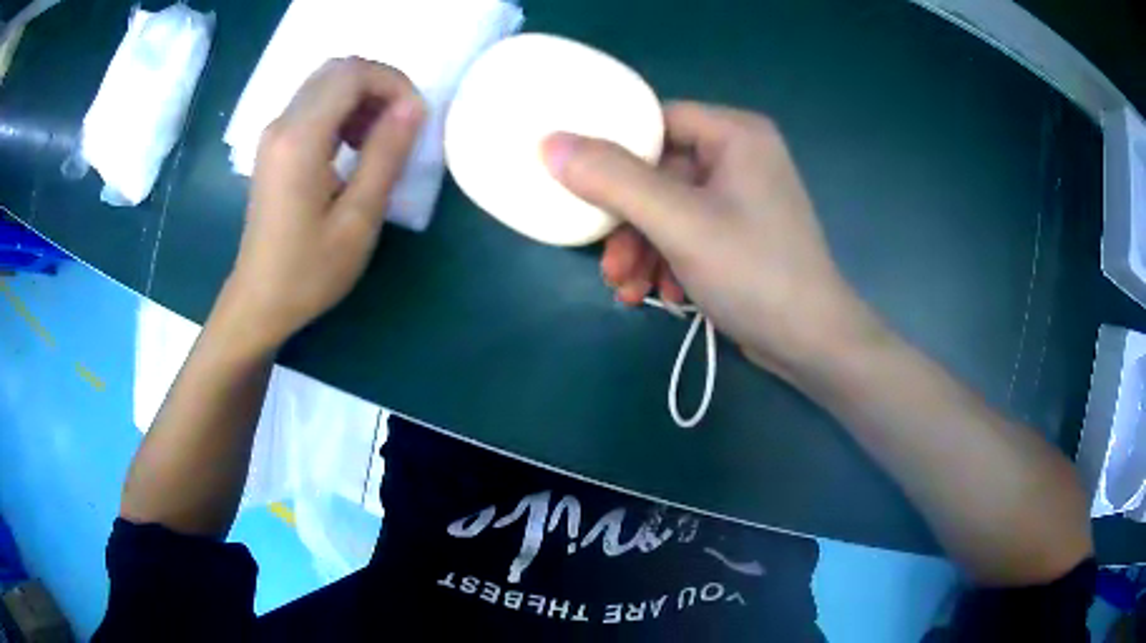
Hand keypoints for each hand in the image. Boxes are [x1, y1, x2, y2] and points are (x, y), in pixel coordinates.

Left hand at [220, 58, 423, 352]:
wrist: (260, 301)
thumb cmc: (309, 271)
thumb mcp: (358, 219)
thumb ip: (385, 154)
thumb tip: (414, 106)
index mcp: (299, 139)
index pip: (352, 73)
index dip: (392, 83)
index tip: (415, 118)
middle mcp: (281, 124)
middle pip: (338, 69)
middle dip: (379, 85)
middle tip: (401, 125)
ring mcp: (274, 133)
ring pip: (326, 83)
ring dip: (362, 97)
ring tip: (379, 139)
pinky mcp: (274, 145)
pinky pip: (314, 104)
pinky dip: (343, 110)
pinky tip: (353, 146)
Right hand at [544, 101, 876, 375]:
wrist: (811, 343)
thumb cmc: (754, 273)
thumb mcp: (678, 222)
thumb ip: (613, 179)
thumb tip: (550, 142)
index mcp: (735, 133)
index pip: (656, 120)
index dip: (613, 149)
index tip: (580, 185)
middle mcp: (741, 155)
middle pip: (659, 170)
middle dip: (627, 220)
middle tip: (607, 260)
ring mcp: (742, 196)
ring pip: (669, 206)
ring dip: (642, 247)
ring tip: (627, 288)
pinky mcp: (740, 231)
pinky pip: (688, 230)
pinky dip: (666, 259)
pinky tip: (659, 294)